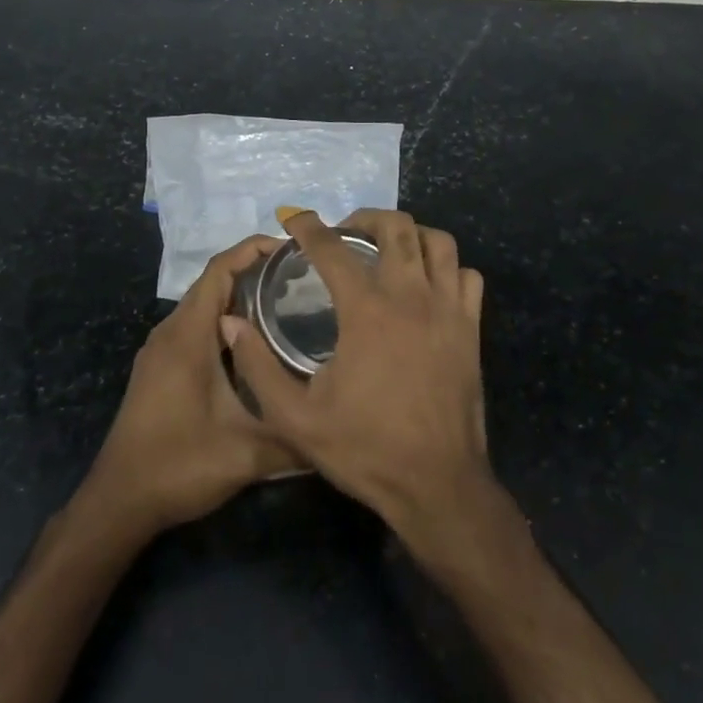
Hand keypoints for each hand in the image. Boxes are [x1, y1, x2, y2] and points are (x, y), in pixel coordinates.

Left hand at [80, 235, 302, 535]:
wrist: (119, 501)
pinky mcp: (160, 369)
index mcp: (187, 337)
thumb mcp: (247, 454)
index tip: (291, 247)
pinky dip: (226, 322)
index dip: (253, 250)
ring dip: (240, 298)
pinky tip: (255, 344)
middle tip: (303, 278)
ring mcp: (161, 352)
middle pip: (212, 284)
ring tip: (287, 304)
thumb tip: (342, 428)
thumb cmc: (179, 465)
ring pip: (204, 307)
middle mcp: (170, 333)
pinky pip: (196, 328)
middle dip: (255, 272)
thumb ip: (296, 439)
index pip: (219, 271)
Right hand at [222, 209, 494, 548]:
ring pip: (438, 243)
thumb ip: (257, 367)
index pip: (332, 249)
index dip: (308, 227)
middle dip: (366, 218)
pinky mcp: (471, 329)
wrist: (436, 484)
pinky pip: (467, 276)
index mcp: (366, 311)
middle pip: (397, 227)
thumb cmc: (364, 449)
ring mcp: (448, 310)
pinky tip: (428, 285)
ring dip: (410, 236)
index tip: (294, 220)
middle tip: (344, 234)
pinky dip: (447, 268)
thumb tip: (230, 323)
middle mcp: (411, 297)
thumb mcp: (295, 418)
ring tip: (388, 250)